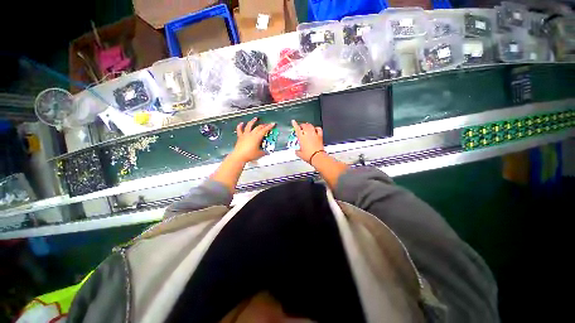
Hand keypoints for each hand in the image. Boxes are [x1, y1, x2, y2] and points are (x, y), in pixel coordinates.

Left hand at [231, 117, 275, 163]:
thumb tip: (267, 152)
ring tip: (255, 118)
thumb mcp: (259, 154)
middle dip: (263, 125)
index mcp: (257, 137)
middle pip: (258, 127)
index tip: (272, 124)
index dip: (269, 126)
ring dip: (252, 121)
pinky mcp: (240, 137)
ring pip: (249, 125)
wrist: (239, 156)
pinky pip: (239, 130)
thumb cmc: (249, 155)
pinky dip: (240, 126)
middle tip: (266, 125)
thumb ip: (264, 152)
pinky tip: (241, 123)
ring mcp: (245, 135)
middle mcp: (251, 134)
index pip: (264, 130)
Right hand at [291, 120, 323, 163]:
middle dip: (302, 125)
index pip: (297, 129)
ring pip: (311, 126)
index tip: (293, 121)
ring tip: (307, 125)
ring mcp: (314, 134)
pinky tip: (316, 128)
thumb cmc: (309, 155)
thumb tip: (296, 151)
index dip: (295, 124)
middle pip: (304, 125)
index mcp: (301, 138)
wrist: (317, 157)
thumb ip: (297, 151)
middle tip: (301, 126)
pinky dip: (317, 128)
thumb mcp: (300, 154)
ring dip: (308, 125)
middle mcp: (308, 134)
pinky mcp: (320, 136)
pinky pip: (319, 129)